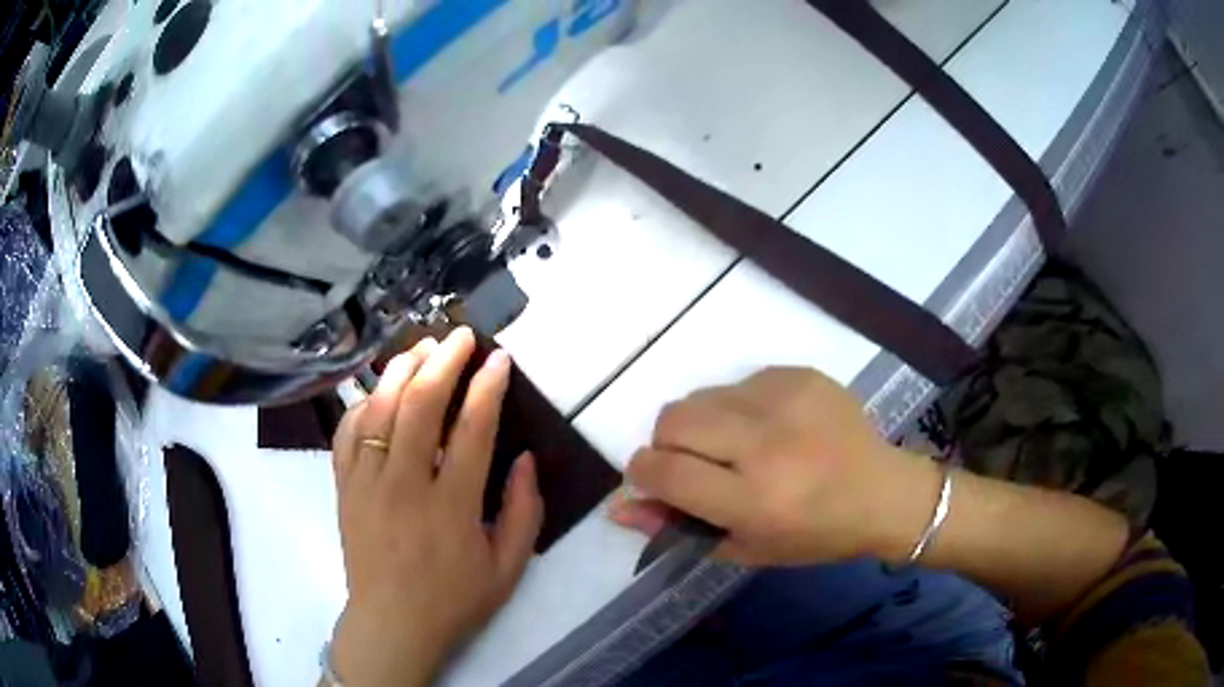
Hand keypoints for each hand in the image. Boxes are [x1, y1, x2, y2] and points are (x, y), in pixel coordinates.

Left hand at [329, 328, 543, 686]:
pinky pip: (348, 431)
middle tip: (461, 335)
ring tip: (422, 347)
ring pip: (378, 409)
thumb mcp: (508, 568)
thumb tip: (526, 457)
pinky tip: (380, 392)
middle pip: (419, 405)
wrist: (391, 624)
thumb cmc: (454, 599)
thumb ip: (523, 511)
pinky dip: (364, 403)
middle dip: (443, 361)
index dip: (487, 387)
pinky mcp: (344, 487)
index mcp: (450, 508)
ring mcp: (366, 483)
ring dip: (401, 370)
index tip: (499, 359)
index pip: (472, 430)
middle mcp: (404, 486)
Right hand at [610, 367, 938, 567]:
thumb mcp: (744, 547)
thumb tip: (617, 506)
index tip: (652, 477)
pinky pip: (739, 382)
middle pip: (673, 420)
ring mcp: (786, 401)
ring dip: (704, 423)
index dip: (643, 472)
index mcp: (754, 499)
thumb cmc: (814, 534)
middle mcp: (767, 444)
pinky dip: (739, 407)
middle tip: (699, 464)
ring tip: (740, 446)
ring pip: (701, 396)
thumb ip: (676, 527)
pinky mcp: (800, 374)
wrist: (883, 493)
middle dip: (668, 443)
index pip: (664, 470)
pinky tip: (773, 428)